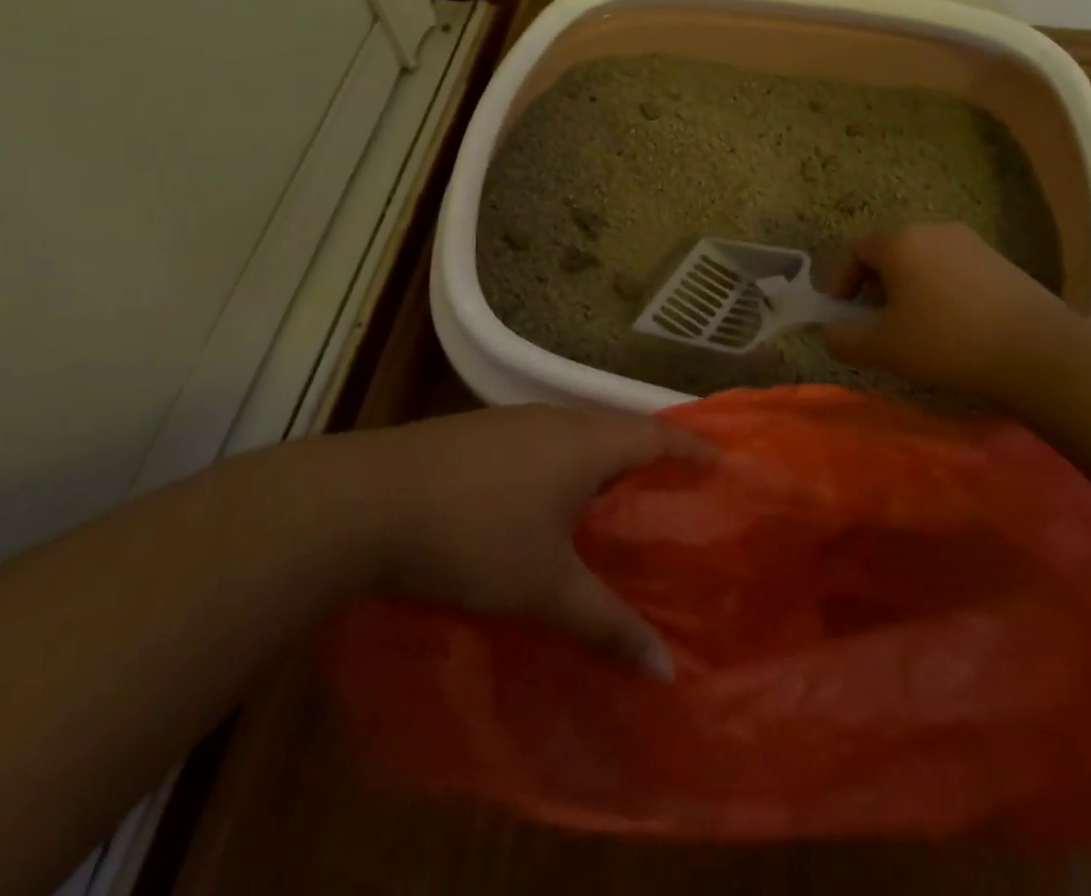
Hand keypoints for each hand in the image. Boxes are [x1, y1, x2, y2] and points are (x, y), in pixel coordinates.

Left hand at [357, 405, 714, 678]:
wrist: (369, 500)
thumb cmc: (475, 535)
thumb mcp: (545, 587)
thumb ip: (606, 624)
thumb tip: (666, 670)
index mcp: (583, 443)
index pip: (653, 434)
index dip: (690, 446)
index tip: (720, 459)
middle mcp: (552, 419)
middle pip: (614, 427)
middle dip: (646, 452)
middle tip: (671, 485)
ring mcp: (509, 421)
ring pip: (572, 432)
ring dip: (599, 456)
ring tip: (614, 492)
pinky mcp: (474, 432)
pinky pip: (539, 440)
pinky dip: (560, 462)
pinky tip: (545, 494)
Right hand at [824, 222, 1075, 400]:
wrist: (1041, 353)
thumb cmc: (948, 342)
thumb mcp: (883, 348)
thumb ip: (843, 340)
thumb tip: (830, 334)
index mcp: (900, 240)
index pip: (855, 251)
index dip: (841, 283)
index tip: (843, 316)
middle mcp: (934, 230)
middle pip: (889, 254)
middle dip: (875, 287)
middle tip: (876, 324)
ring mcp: (972, 243)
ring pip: (923, 262)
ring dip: (909, 291)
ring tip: (914, 329)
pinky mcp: (1001, 262)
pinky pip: (953, 271)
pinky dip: (940, 293)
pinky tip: (953, 328)